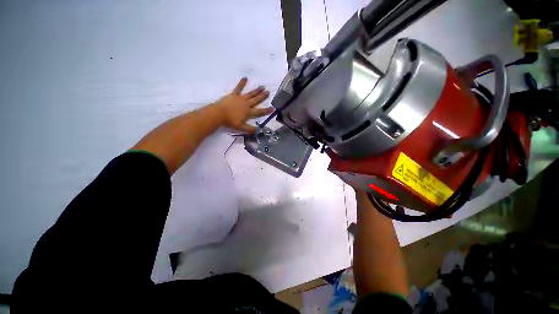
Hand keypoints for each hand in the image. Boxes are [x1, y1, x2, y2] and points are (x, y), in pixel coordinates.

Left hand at [213, 77, 273, 132]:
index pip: (260, 111)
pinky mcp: (234, 95)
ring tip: (262, 87)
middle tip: (268, 92)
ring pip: (250, 94)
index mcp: (249, 112)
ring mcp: (240, 98)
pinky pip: (238, 88)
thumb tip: (258, 130)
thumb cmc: (230, 121)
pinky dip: (242, 83)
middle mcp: (246, 104)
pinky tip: (245, 78)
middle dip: (263, 96)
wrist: (219, 114)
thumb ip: (250, 129)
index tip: (273, 108)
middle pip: (256, 100)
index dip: (267, 110)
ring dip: (256, 91)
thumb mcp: (241, 127)